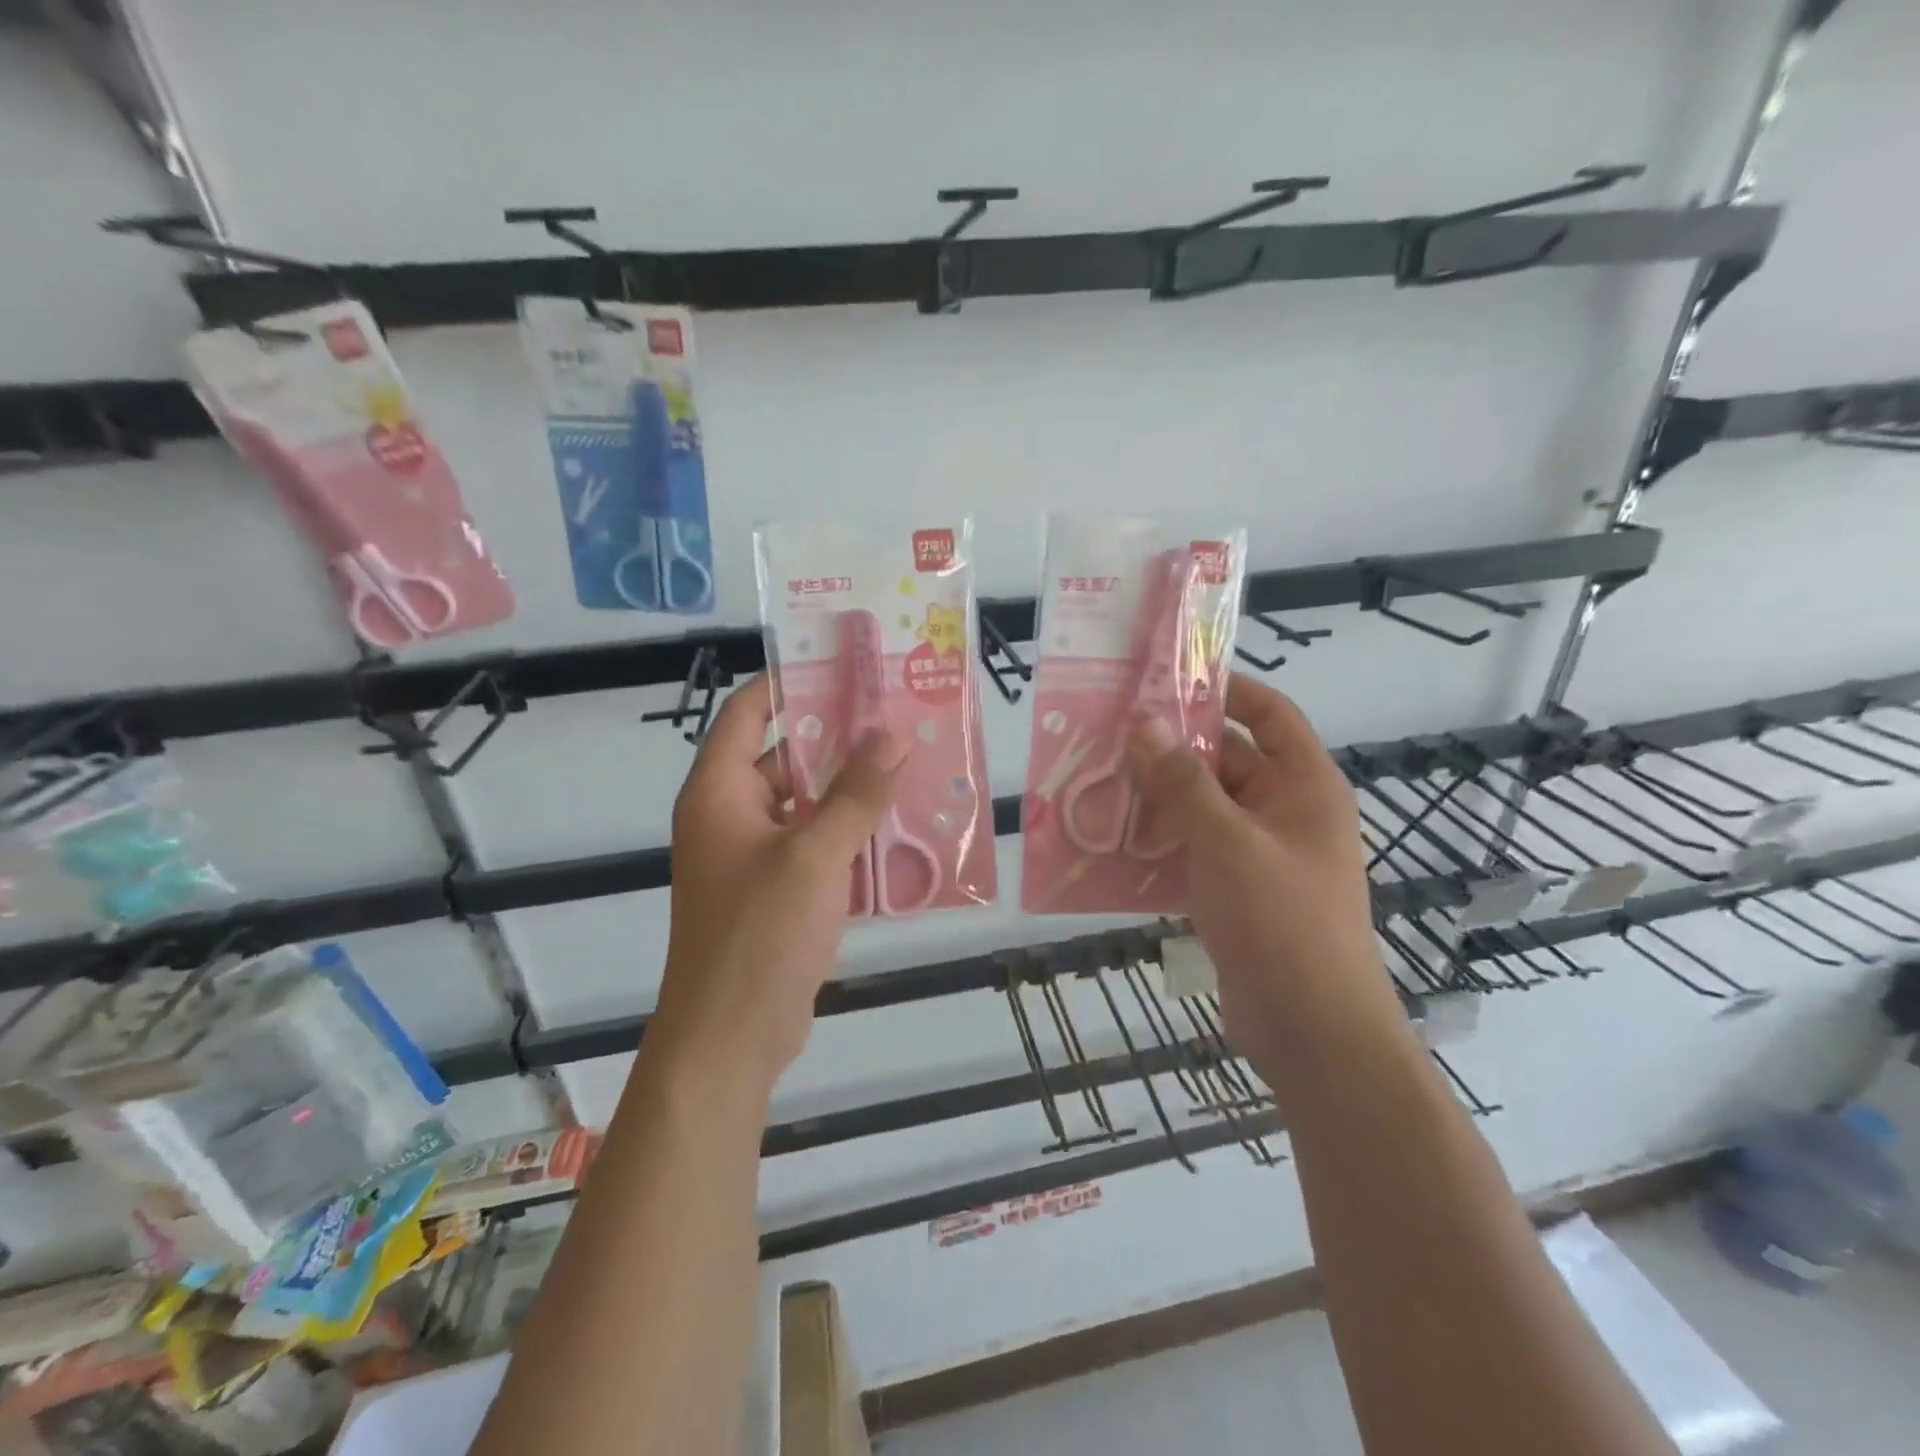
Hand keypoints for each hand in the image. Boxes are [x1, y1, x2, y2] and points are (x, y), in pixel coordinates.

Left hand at [653, 673, 906, 1094]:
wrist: (730, 1039)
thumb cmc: (759, 936)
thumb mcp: (815, 856)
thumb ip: (856, 794)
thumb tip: (892, 733)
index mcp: (719, 792)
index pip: (750, 713)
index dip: (793, 682)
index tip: (849, 666)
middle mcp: (731, 815)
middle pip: (786, 756)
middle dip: (840, 738)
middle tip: (899, 715)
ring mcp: (754, 856)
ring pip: (808, 803)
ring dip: (852, 789)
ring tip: (912, 763)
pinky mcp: (777, 890)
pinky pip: (817, 844)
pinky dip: (851, 833)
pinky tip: (902, 826)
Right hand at [1127, 674, 1404, 1079]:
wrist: (1312, 1033)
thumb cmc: (1283, 923)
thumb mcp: (1228, 843)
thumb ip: (1183, 782)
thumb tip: (1144, 723)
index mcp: (1304, 787)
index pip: (1269, 715)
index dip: (1225, 690)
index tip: (1167, 679)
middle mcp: (1284, 812)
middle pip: (1225, 761)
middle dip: (1171, 748)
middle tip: (1108, 734)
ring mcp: (1259, 855)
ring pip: (1202, 808)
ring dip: (1156, 798)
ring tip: (1097, 783)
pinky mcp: (1236, 892)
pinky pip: (1193, 850)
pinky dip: (1158, 842)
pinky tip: (1110, 842)